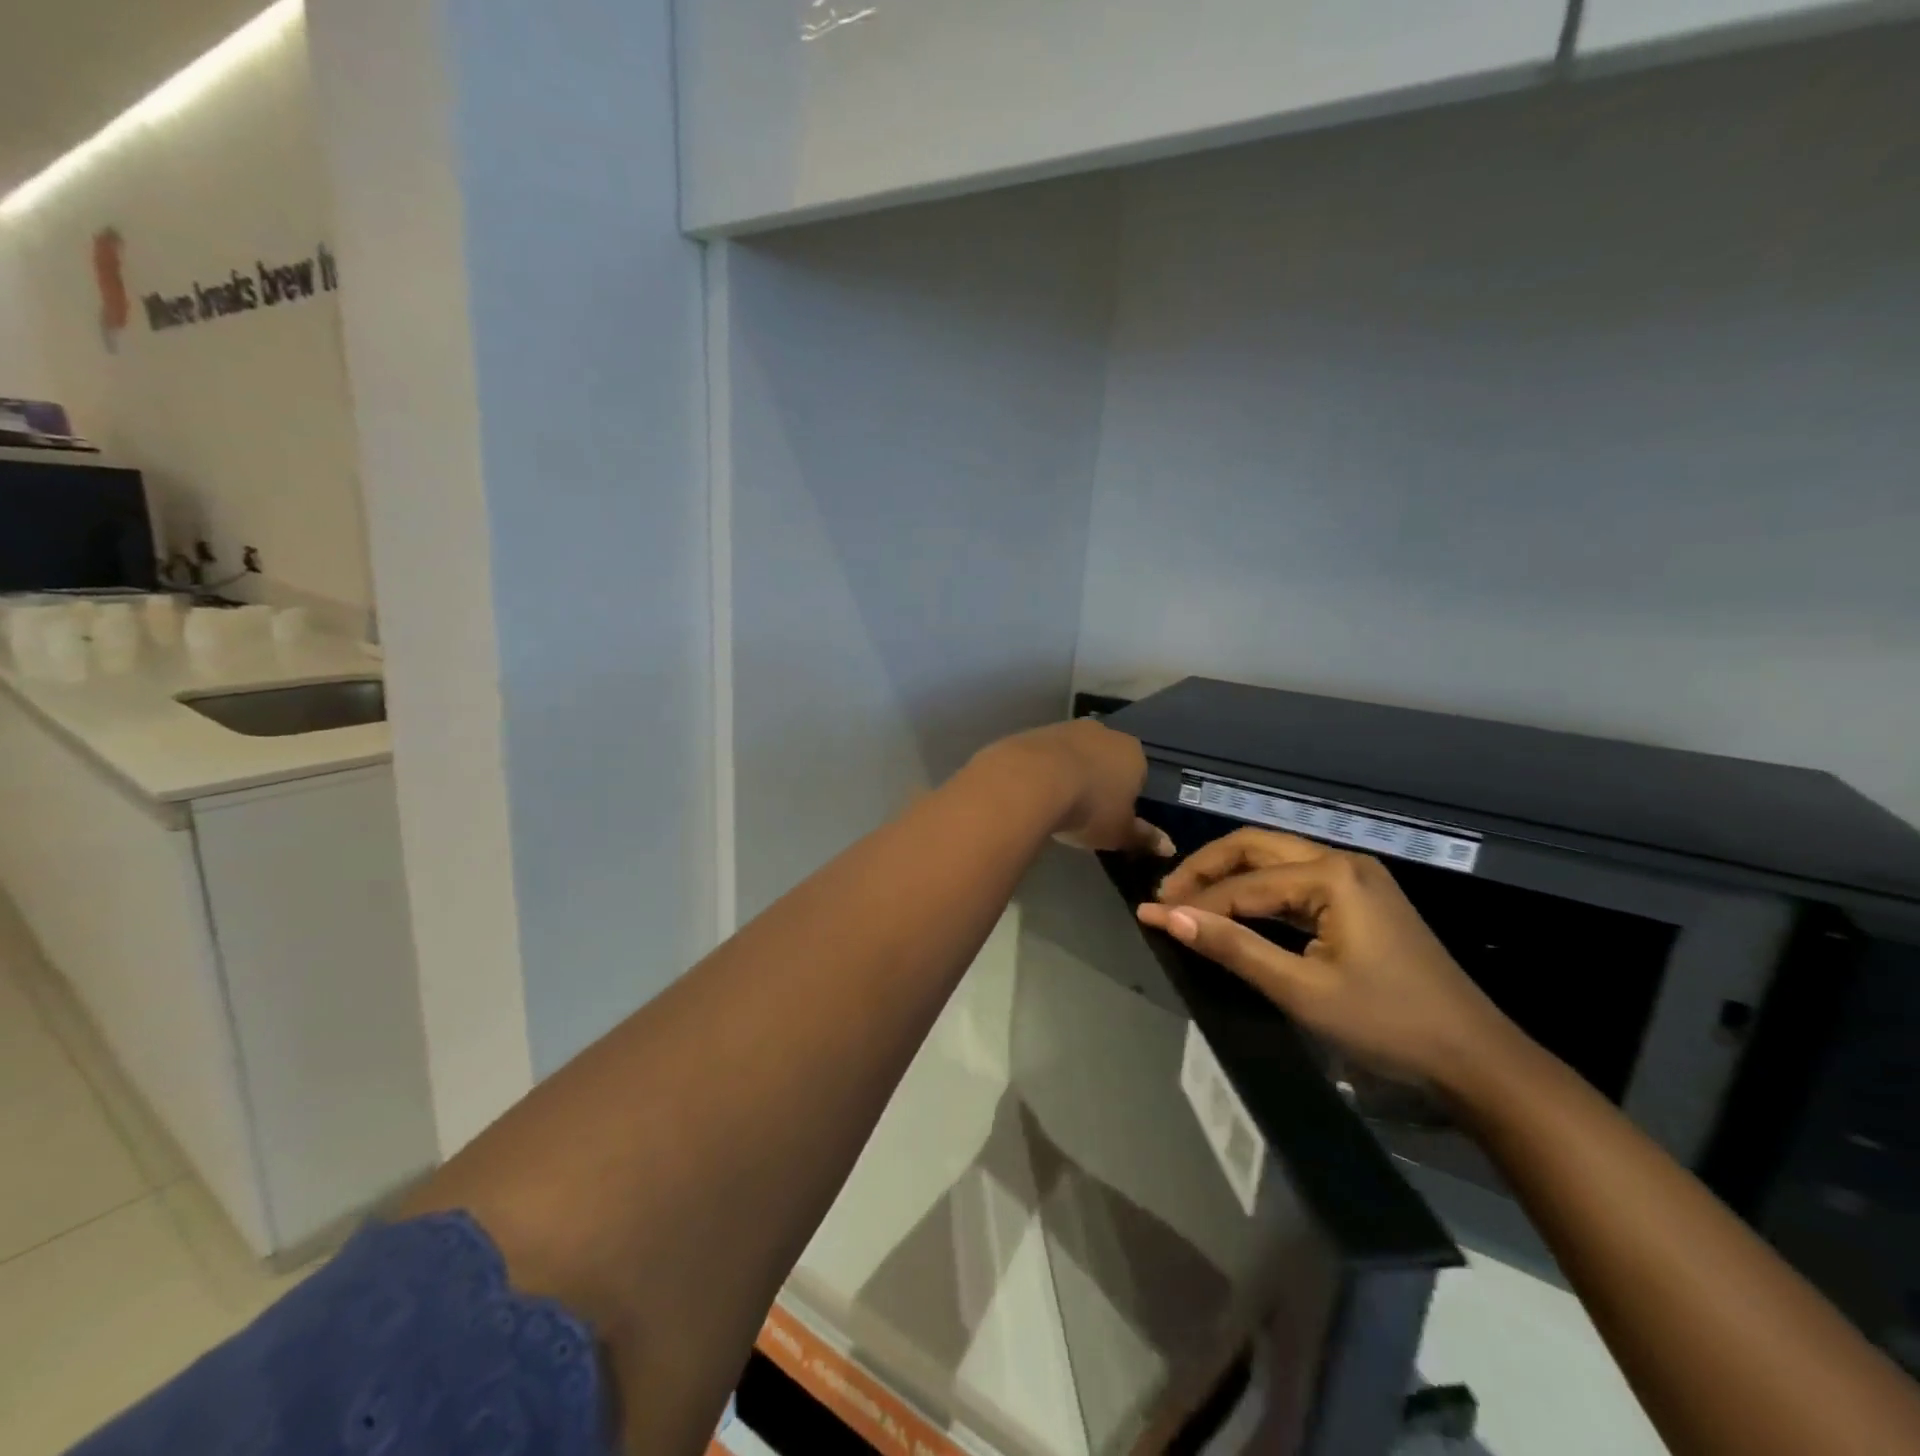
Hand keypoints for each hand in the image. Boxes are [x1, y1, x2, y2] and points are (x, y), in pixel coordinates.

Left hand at [972, 720, 1172, 856]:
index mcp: (1133, 753)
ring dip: (1069, 771)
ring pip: (1075, 752)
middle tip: (1084, 809)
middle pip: (1106, 758)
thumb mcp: (1119, 832)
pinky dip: (1044, 768)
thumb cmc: (1089, 808)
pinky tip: (1034, 789)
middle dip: (1098, 779)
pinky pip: (1047, 754)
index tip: (1112, 815)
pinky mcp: (1036, 731)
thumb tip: (1169, 847)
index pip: (1138, 773)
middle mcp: (1104, 732)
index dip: (1126, 795)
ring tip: (1057, 801)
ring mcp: (1068, 728)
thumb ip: (1143, 838)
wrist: (1032, 780)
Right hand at [1137, 829, 1519, 1092]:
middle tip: (1166, 897)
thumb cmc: (1387, 1024)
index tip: (1147, 915)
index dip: (1192, 901)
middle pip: (1255, 847)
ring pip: (1274, 859)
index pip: (1243, 883)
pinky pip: (1295, 880)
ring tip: (1189, 901)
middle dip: (1206, 869)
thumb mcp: (1301, 990)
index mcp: (1331, 876)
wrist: (1475, 1059)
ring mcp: (1356, 877)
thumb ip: (1233, 948)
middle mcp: (1341, 861)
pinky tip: (1235, 910)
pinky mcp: (1361, 899)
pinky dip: (1258, 891)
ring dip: (1230, 876)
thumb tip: (1167, 918)